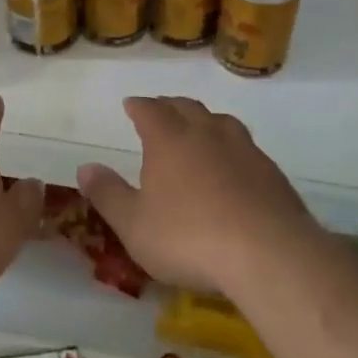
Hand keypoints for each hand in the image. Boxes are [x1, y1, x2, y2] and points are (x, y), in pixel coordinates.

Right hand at [78, 96, 321, 294]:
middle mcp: (207, 134)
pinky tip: (233, 166)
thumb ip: (108, 194)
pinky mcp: (272, 173)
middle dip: (170, 106)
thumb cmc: (189, 237)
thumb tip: (85, 167)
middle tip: (160, 110)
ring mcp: (244, 150)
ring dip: (205, 120)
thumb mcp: (134, 224)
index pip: (151, 110)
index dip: (139, 106)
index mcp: (169, 140)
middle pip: (187, 108)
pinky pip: (246, 147)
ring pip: (221, 122)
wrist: (268, 253)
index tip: (131, 104)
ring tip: (198, 129)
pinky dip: (231, 147)